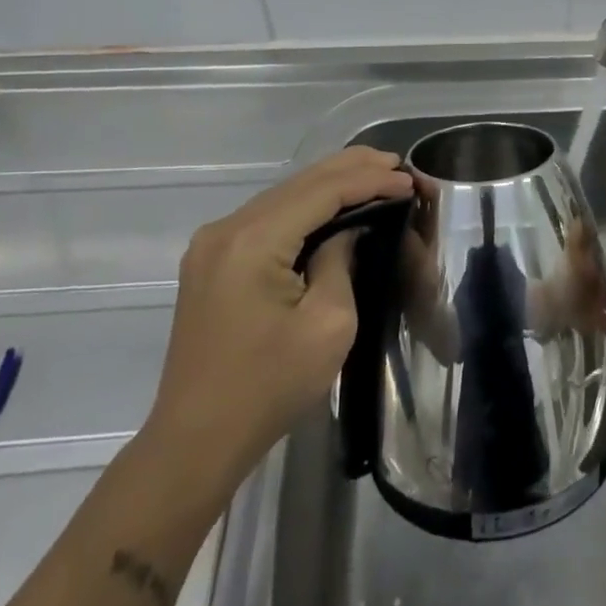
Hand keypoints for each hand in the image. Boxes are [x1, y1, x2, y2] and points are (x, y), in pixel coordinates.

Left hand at [139, 146, 413, 503]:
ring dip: (330, 182)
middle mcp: (227, 228)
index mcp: (253, 241)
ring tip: (375, 173)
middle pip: (301, 182)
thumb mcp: (328, 324)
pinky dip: (306, 203)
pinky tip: (334, 202)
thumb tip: (348, 230)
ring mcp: (213, 243)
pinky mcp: (212, 259)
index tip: (409, 180)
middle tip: (397, 163)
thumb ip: (341, 261)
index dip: (370, 181)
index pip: (323, 191)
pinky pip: (268, 215)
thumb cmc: (269, 387)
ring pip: (284, 193)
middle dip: (352, 168)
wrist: (196, 442)